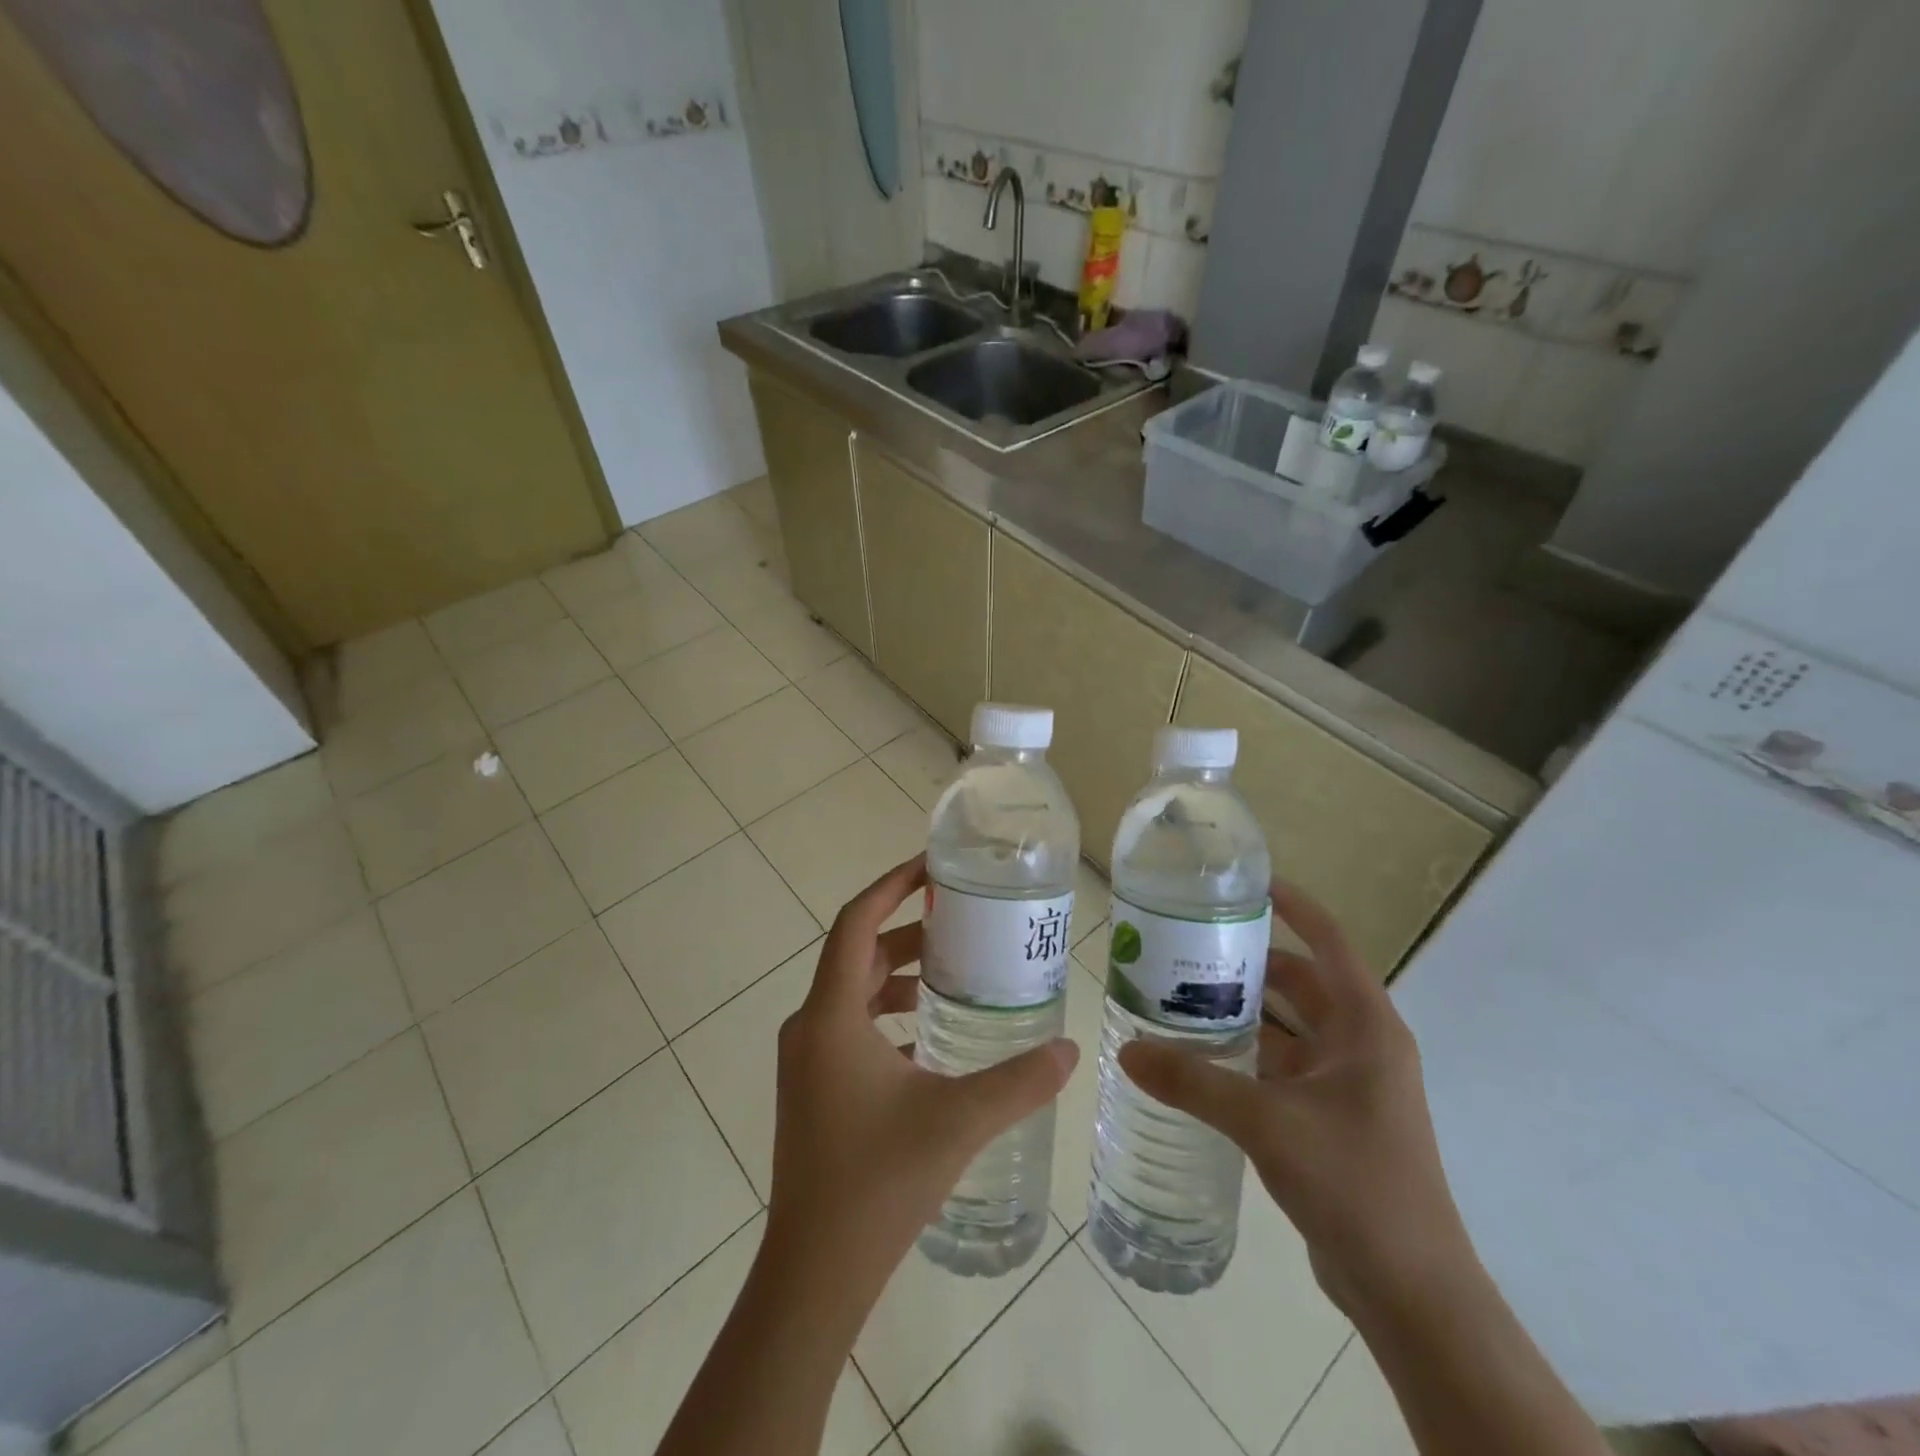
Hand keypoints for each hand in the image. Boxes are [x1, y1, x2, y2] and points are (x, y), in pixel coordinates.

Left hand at [765, 853, 1077, 1310]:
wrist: (814, 1271)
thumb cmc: (877, 1182)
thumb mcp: (957, 1121)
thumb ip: (1019, 1081)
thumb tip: (1070, 1050)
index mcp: (830, 1015)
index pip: (856, 921)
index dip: (892, 885)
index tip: (933, 866)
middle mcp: (810, 1025)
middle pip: (859, 953)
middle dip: (909, 930)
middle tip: (963, 922)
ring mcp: (806, 1058)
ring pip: (854, 991)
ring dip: (899, 974)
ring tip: (954, 973)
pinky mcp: (812, 1086)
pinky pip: (850, 1025)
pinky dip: (887, 1014)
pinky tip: (929, 1037)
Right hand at [1118, 880, 1471, 1322]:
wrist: (1410, 1291)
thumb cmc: (1353, 1183)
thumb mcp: (1267, 1122)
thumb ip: (1194, 1082)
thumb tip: (1126, 1050)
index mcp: (1365, 1026)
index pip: (1328, 940)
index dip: (1293, 904)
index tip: (1244, 882)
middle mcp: (1359, 1045)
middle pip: (1300, 982)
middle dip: (1248, 962)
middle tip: (1188, 944)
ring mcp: (1347, 1084)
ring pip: (1287, 1027)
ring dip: (1243, 1011)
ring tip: (1181, 993)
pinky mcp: (1330, 1118)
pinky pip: (1281, 1067)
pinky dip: (1245, 1054)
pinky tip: (1200, 1056)